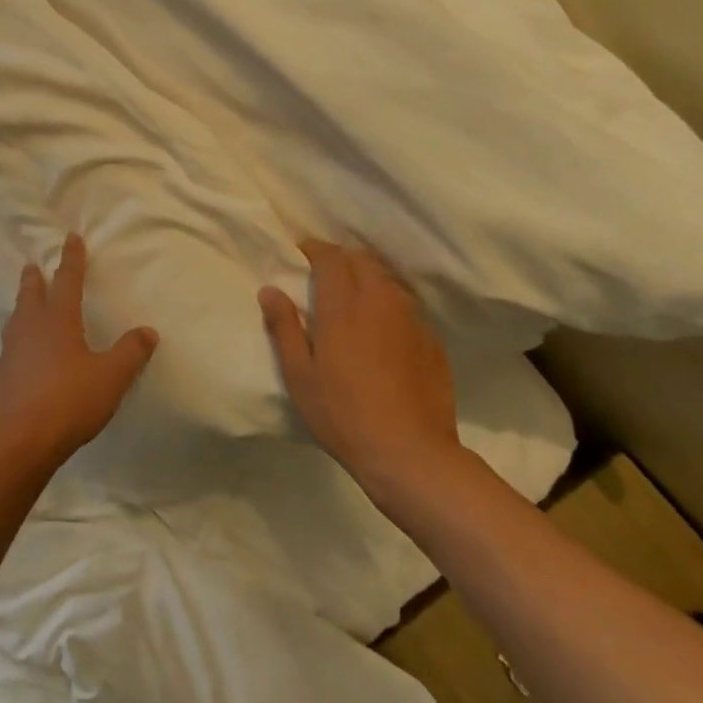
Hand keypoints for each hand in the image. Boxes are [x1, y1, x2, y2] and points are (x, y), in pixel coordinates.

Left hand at [0, 234, 159, 474]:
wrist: (18, 441)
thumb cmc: (68, 401)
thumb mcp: (110, 377)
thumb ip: (130, 353)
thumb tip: (148, 331)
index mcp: (58, 320)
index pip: (67, 280)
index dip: (71, 259)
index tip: (71, 238)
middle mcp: (31, 328)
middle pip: (32, 294)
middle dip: (35, 277)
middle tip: (33, 264)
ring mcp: (12, 351)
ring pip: (18, 317)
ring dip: (23, 303)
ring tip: (26, 301)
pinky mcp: (3, 375)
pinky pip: (13, 343)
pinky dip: (19, 334)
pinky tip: (24, 348)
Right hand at [259, 240, 468, 516]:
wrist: (410, 453)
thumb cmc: (343, 414)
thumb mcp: (300, 376)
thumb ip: (284, 327)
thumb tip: (270, 289)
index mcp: (344, 307)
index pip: (332, 258)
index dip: (315, 249)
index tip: (301, 253)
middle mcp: (381, 302)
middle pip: (363, 261)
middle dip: (342, 258)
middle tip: (324, 273)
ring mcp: (412, 320)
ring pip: (388, 281)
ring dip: (367, 277)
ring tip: (352, 296)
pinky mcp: (432, 341)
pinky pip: (407, 307)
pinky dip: (389, 304)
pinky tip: (381, 329)